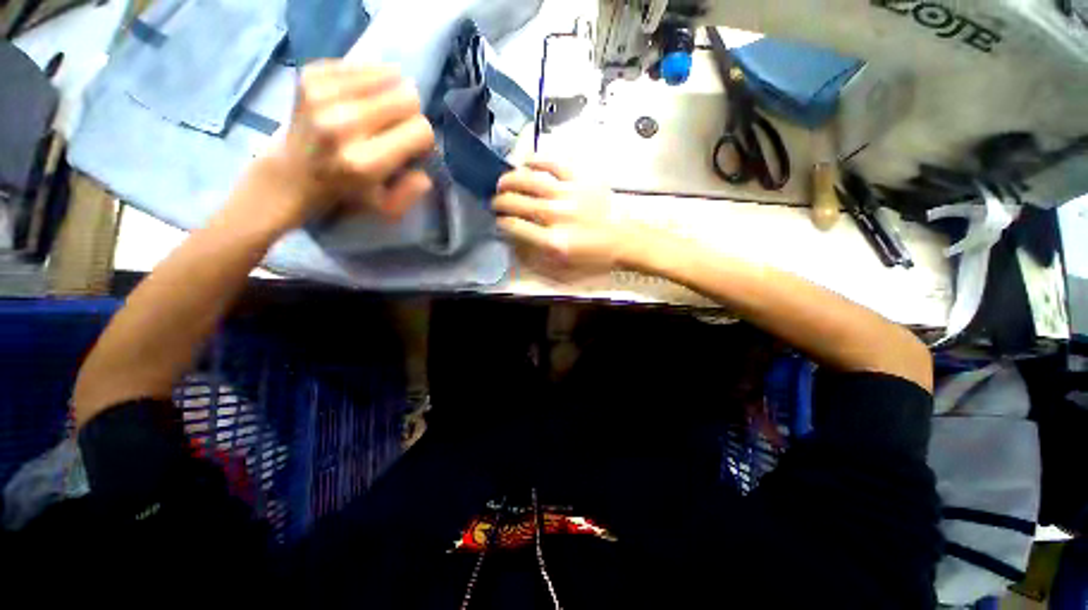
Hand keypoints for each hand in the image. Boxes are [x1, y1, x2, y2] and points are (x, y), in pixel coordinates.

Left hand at [257, 61, 435, 229]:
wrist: (292, 172)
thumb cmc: (347, 193)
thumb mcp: (387, 209)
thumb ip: (412, 191)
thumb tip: (424, 168)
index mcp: (365, 162)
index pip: (421, 130)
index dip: (423, 139)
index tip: (413, 147)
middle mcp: (343, 123)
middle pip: (406, 97)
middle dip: (409, 113)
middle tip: (395, 127)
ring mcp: (323, 94)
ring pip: (388, 75)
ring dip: (390, 94)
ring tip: (378, 112)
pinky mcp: (310, 75)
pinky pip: (363, 64)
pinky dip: (369, 80)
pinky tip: (360, 97)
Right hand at [495, 158, 639, 277]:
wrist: (624, 240)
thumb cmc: (594, 257)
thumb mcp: (564, 266)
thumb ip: (537, 253)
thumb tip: (515, 237)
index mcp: (553, 241)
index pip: (516, 227)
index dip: (502, 222)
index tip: (499, 220)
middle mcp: (557, 216)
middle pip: (518, 203)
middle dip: (500, 201)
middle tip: (496, 201)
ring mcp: (568, 194)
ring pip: (530, 181)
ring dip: (510, 180)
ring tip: (503, 182)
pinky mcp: (580, 179)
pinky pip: (553, 163)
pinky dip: (537, 160)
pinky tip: (526, 162)